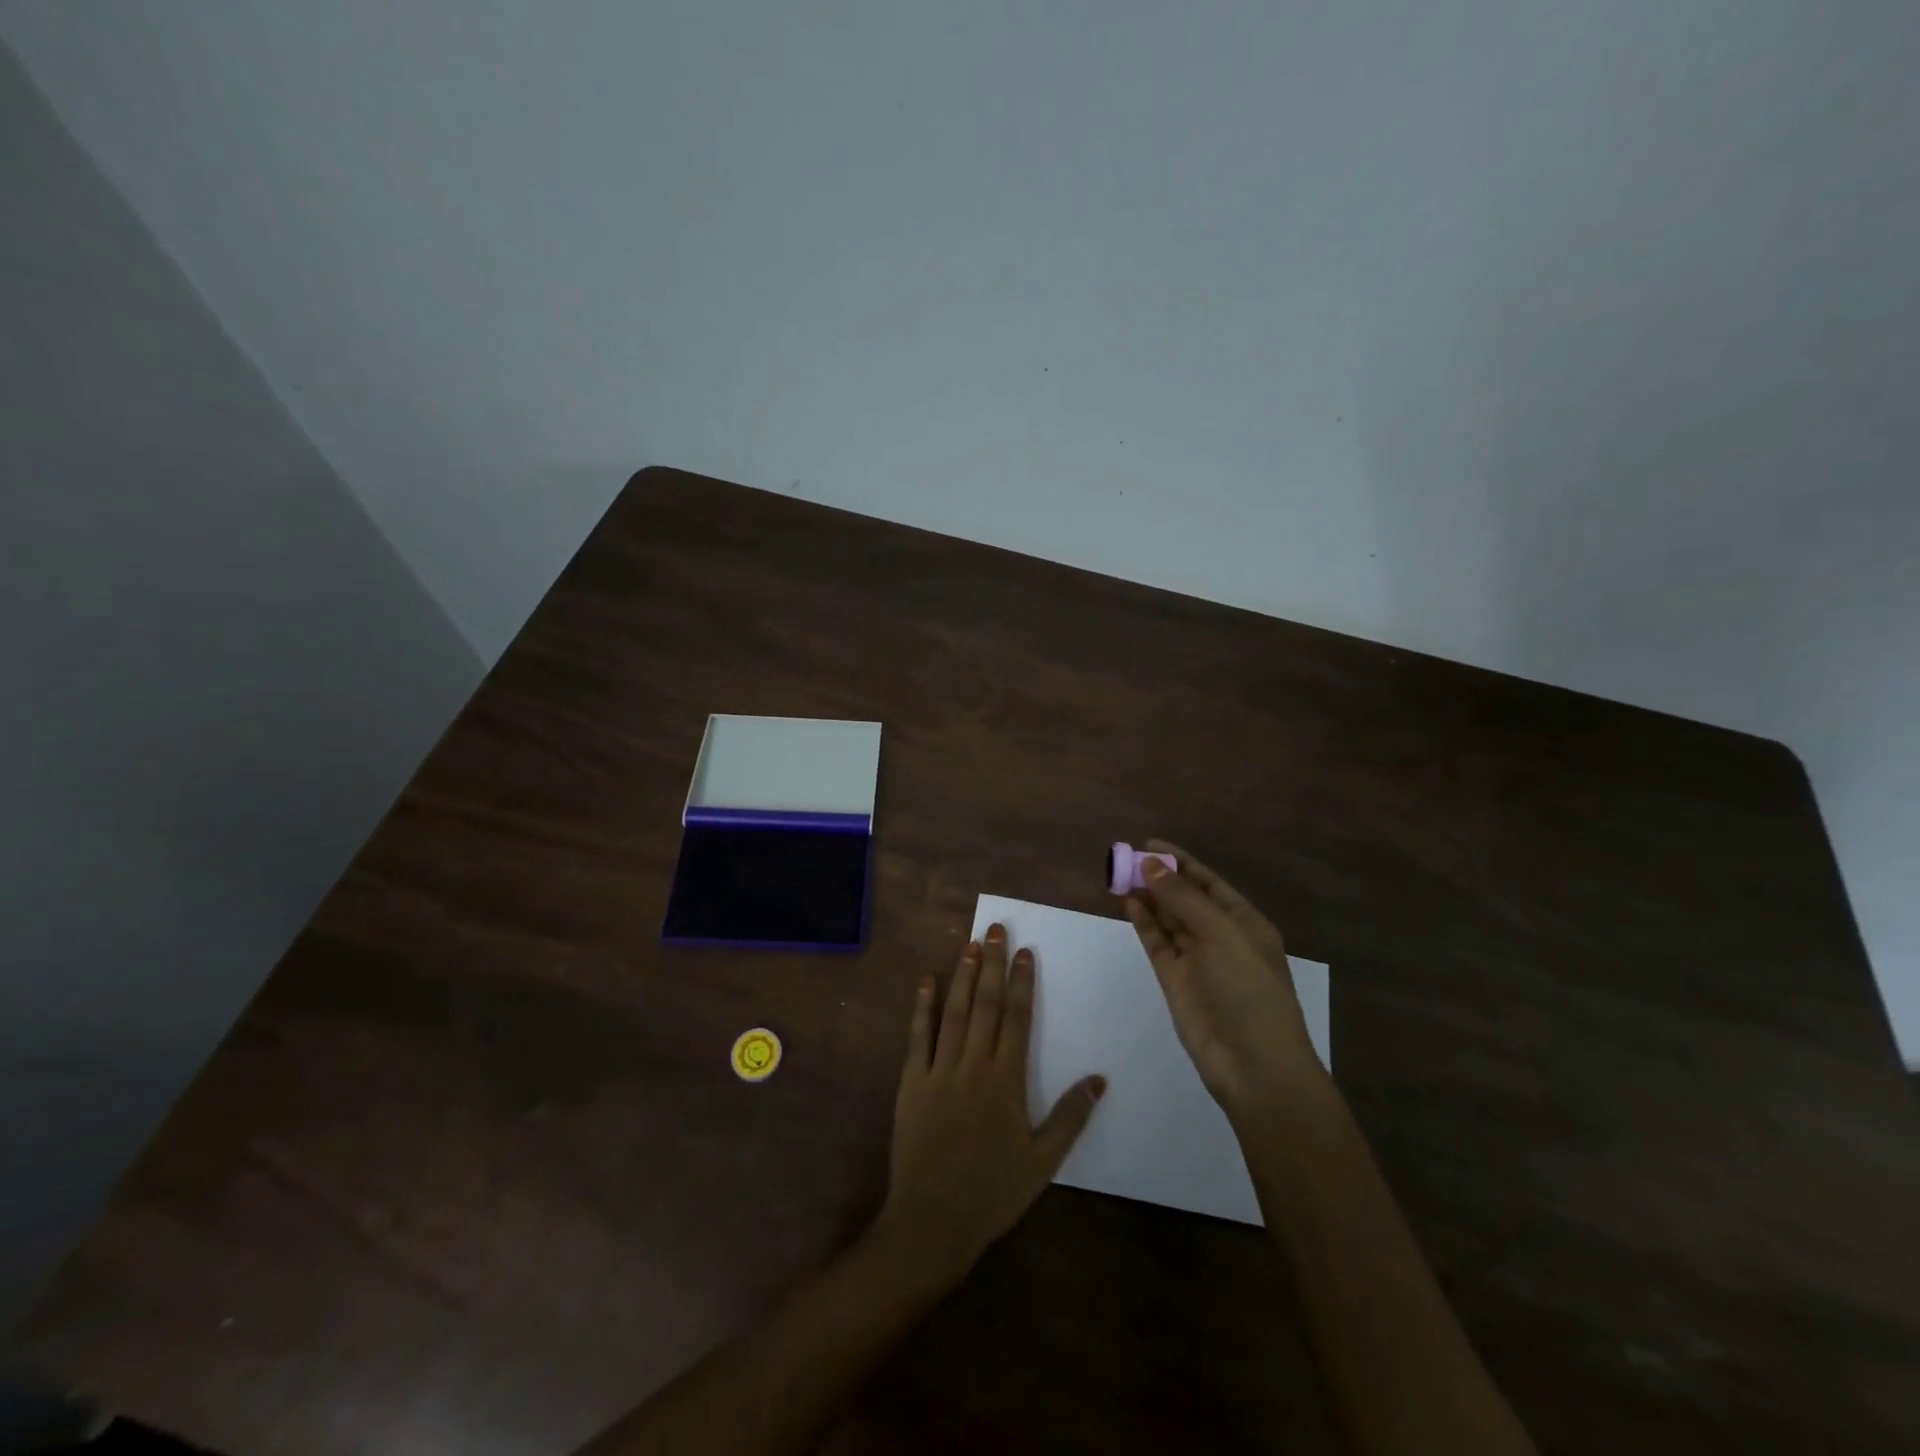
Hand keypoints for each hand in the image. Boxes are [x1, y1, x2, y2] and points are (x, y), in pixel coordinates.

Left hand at [873, 925, 1105, 1286]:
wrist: (933, 1219)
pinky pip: (918, 1036)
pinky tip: (926, 980)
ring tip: (970, 944)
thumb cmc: (993, 1191)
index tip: (1025, 952)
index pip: (1017, 1018)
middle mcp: (973, 1064)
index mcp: (1006, 1080)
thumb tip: (1099, 1079)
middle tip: (997, 929)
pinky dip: (922, 1006)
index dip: (1022, 982)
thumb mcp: (1043, 1161)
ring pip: (954, 1011)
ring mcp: (939, 1070)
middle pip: (986, 1004)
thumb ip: (1070, 1117)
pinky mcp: (912, 1081)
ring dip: (963, 976)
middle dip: (992, 964)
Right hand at [1124, 843, 1323, 1118]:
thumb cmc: (1248, 989)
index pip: (1208, 882)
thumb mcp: (1221, 934)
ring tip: (1119, 875)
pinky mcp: (1175, 979)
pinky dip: (1143, 922)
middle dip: (1158, 877)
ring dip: (1147, 896)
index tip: (1148, 844)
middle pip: (1184, 898)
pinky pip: (1157, 942)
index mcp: (1243, 921)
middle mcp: (1219, 936)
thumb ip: (1183, 898)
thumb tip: (1150, 863)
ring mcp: (1196, 958)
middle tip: (1124, 858)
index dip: (1180, 861)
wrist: (1254, 1064)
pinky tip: (1128, 902)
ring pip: (1167, 918)